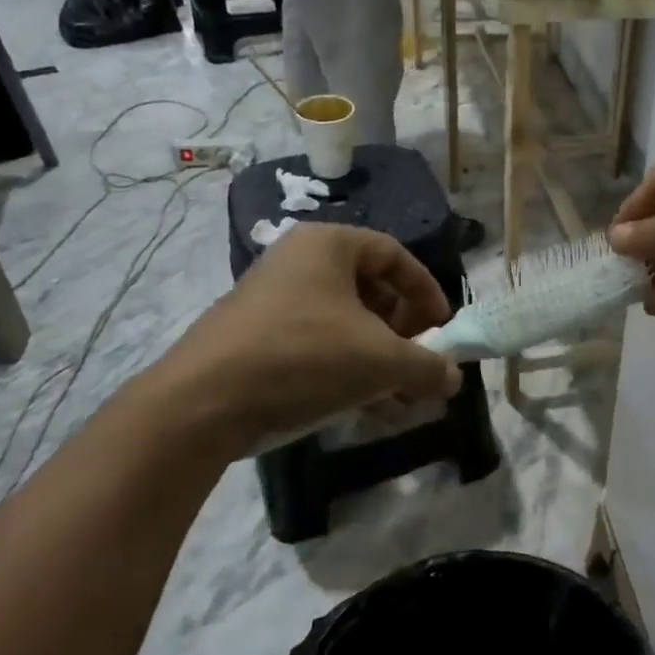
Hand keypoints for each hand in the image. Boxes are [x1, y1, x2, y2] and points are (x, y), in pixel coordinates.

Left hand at [144, 224, 461, 457]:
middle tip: (419, 365)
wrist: (202, 404)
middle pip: (371, 291)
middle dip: (404, 334)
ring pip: (346, 324)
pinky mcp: (256, 338)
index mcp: (328, 245)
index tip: (442, 329)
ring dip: (380, 360)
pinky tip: (368, 409)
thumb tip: (452, 377)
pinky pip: (318, 345)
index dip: (427, 291)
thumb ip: (428, 366)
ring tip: (400, 399)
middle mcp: (299, 262)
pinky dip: (348, 371)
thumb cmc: (304, 358)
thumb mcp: (381, 361)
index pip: (395, 255)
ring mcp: (273, 301)